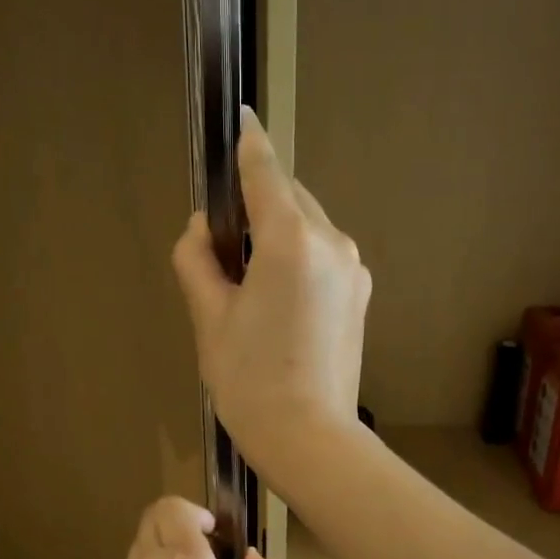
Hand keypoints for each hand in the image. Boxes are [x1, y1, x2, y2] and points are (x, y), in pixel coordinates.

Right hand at [171, 110, 371, 488]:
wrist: (309, 438)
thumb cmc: (250, 381)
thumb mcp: (210, 318)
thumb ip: (198, 260)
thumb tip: (203, 229)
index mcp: (291, 241)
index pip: (266, 173)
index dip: (248, 144)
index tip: (239, 120)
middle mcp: (332, 242)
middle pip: (289, 199)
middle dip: (257, 206)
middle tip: (224, 250)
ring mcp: (354, 269)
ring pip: (308, 227)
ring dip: (279, 234)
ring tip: (250, 284)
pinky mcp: (361, 294)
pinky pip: (323, 256)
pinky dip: (299, 258)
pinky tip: (280, 300)